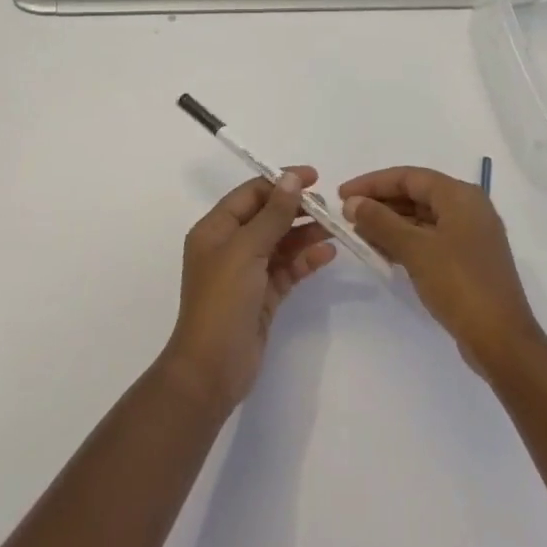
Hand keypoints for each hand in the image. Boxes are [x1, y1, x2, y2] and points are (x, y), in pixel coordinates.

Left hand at [161, 169, 335, 412]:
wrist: (211, 369)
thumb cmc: (222, 301)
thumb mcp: (246, 250)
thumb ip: (272, 214)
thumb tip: (291, 179)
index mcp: (215, 230)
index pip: (251, 194)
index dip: (280, 182)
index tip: (314, 177)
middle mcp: (230, 247)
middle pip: (268, 217)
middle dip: (297, 209)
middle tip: (329, 208)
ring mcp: (247, 273)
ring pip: (281, 243)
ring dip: (306, 234)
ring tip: (335, 229)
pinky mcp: (263, 296)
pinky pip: (287, 269)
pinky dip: (306, 261)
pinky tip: (328, 254)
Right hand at [340, 166, 541, 376]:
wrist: (501, 339)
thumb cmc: (459, 284)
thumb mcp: (415, 249)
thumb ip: (381, 221)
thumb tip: (353, 202)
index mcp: (460, 195)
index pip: (409, 176)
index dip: (373, 183)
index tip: (342, 194)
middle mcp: (468, 207)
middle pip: (417, 194)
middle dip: (381, 203)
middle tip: (347, 215)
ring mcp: (470, 235)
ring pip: (422, 218)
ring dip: (390, 224)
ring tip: (359, 235)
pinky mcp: (468, 259)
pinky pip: (430, 238)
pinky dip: (406, 241)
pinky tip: (382, 252)